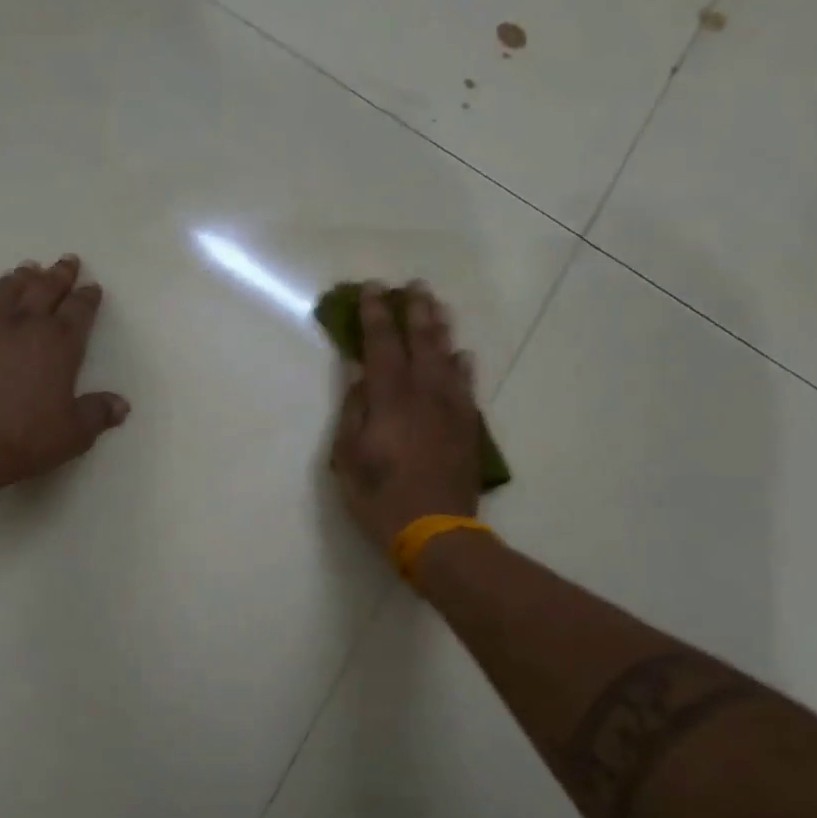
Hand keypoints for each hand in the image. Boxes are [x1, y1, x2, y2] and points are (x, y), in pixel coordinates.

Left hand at [0, 255, 129, 502]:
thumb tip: (121, 405)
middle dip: (60, 274)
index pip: (79, 311)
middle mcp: (24, 324)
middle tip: (67, 261)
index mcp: (59, 343)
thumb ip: (97, 414)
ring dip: (24, 277)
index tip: (92, 287)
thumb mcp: (72, 435)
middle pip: (46, 289)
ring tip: (30, 268)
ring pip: (9, 289)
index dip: (88, 298)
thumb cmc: (22, 439)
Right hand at [329, 282, 480, 548]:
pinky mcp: (468, 428)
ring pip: (448, 358)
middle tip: (412, 286)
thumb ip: (354, 412)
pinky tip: (462, 355)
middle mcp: (424, 395)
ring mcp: (451, 410)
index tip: (372, 289)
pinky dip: (463, 366)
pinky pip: (467, 386)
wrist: (436, 532)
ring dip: (440, 329)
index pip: (381, 346)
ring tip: (436, 306)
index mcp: (390, 400)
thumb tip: (359, 377)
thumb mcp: (349, 458)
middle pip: (421, 342)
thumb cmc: (380, 497)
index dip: (375, 315)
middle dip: (414, 310)